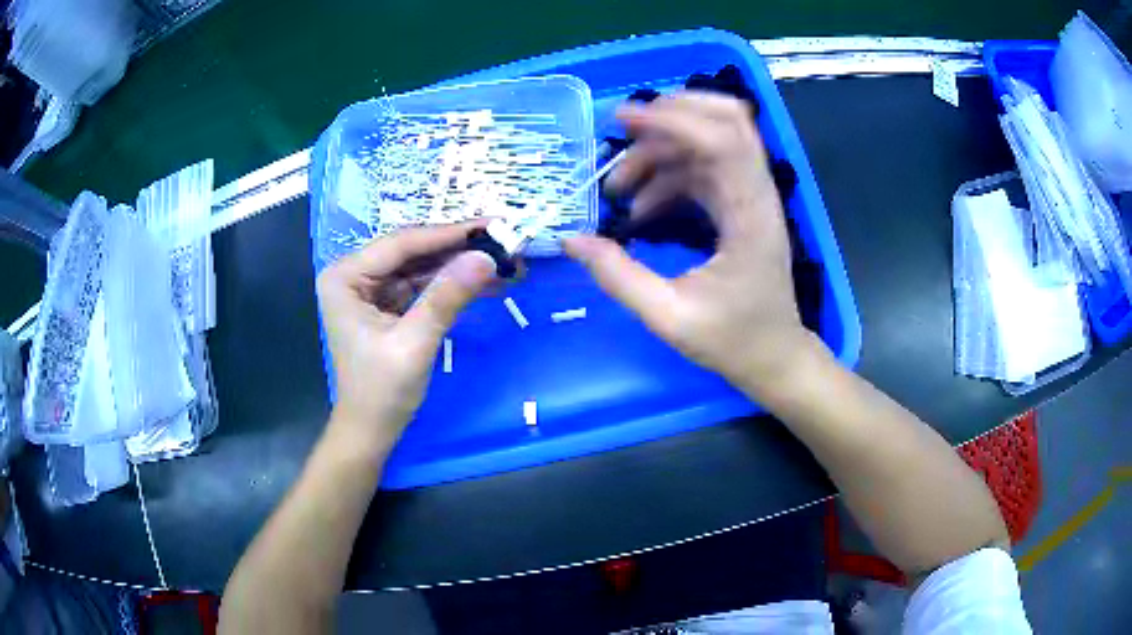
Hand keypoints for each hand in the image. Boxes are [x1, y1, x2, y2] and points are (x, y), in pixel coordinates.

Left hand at [316, 223, 496, 448]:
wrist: (371, 431)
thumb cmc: (382, 391)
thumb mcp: (414, 343)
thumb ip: (446, 297)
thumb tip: (486, 257)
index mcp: (346, 277)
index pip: (401, 244)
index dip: (448, 233)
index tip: (492, 224)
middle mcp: (355, 275)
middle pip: (412, 251)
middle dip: (458, 249)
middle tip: (503, 239)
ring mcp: (371, 289)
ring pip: (421, 266)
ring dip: (459, 266)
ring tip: (503, 260)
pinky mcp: (387, 305)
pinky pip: (422, 286)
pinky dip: (451, 285)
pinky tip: (485, 282)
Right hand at [564, 92, 823, 397]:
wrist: (773, 358)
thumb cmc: (732, 341)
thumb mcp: (669, 317)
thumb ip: (618, 277)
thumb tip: (570, 240)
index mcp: (751, 216)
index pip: (723, 141)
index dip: (674, 120)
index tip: (622, 121)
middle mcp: (756, 194)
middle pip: (727, 121)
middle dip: (672, 116)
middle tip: (623, 132)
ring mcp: (749, 196)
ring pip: (707, 143)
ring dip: (660, 152)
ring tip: (617, 190)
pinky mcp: (739, 205)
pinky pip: (702, 169)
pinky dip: (667, 175)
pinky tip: (640, 206)